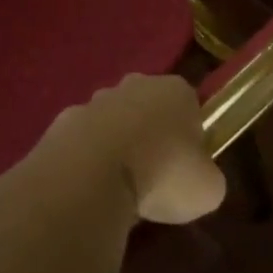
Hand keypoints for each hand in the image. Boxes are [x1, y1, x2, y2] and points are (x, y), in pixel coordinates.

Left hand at [40, 74, 226, 223]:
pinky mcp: (64, 120)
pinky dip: (88, 159)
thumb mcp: (208, 188)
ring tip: (120, 188)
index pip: (189, 106)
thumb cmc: (163, 174)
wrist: (92, 173)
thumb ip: (207, 176)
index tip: (187, 166)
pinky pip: (84, 140)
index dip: (191, 136)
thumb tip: (197, 178)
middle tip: (155, 177)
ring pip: (113, 122)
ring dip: (117, 146)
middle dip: (151, 135)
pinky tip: (91, 187)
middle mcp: (135, 84)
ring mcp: (95, 100)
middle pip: (149, 108)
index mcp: (175, 91)